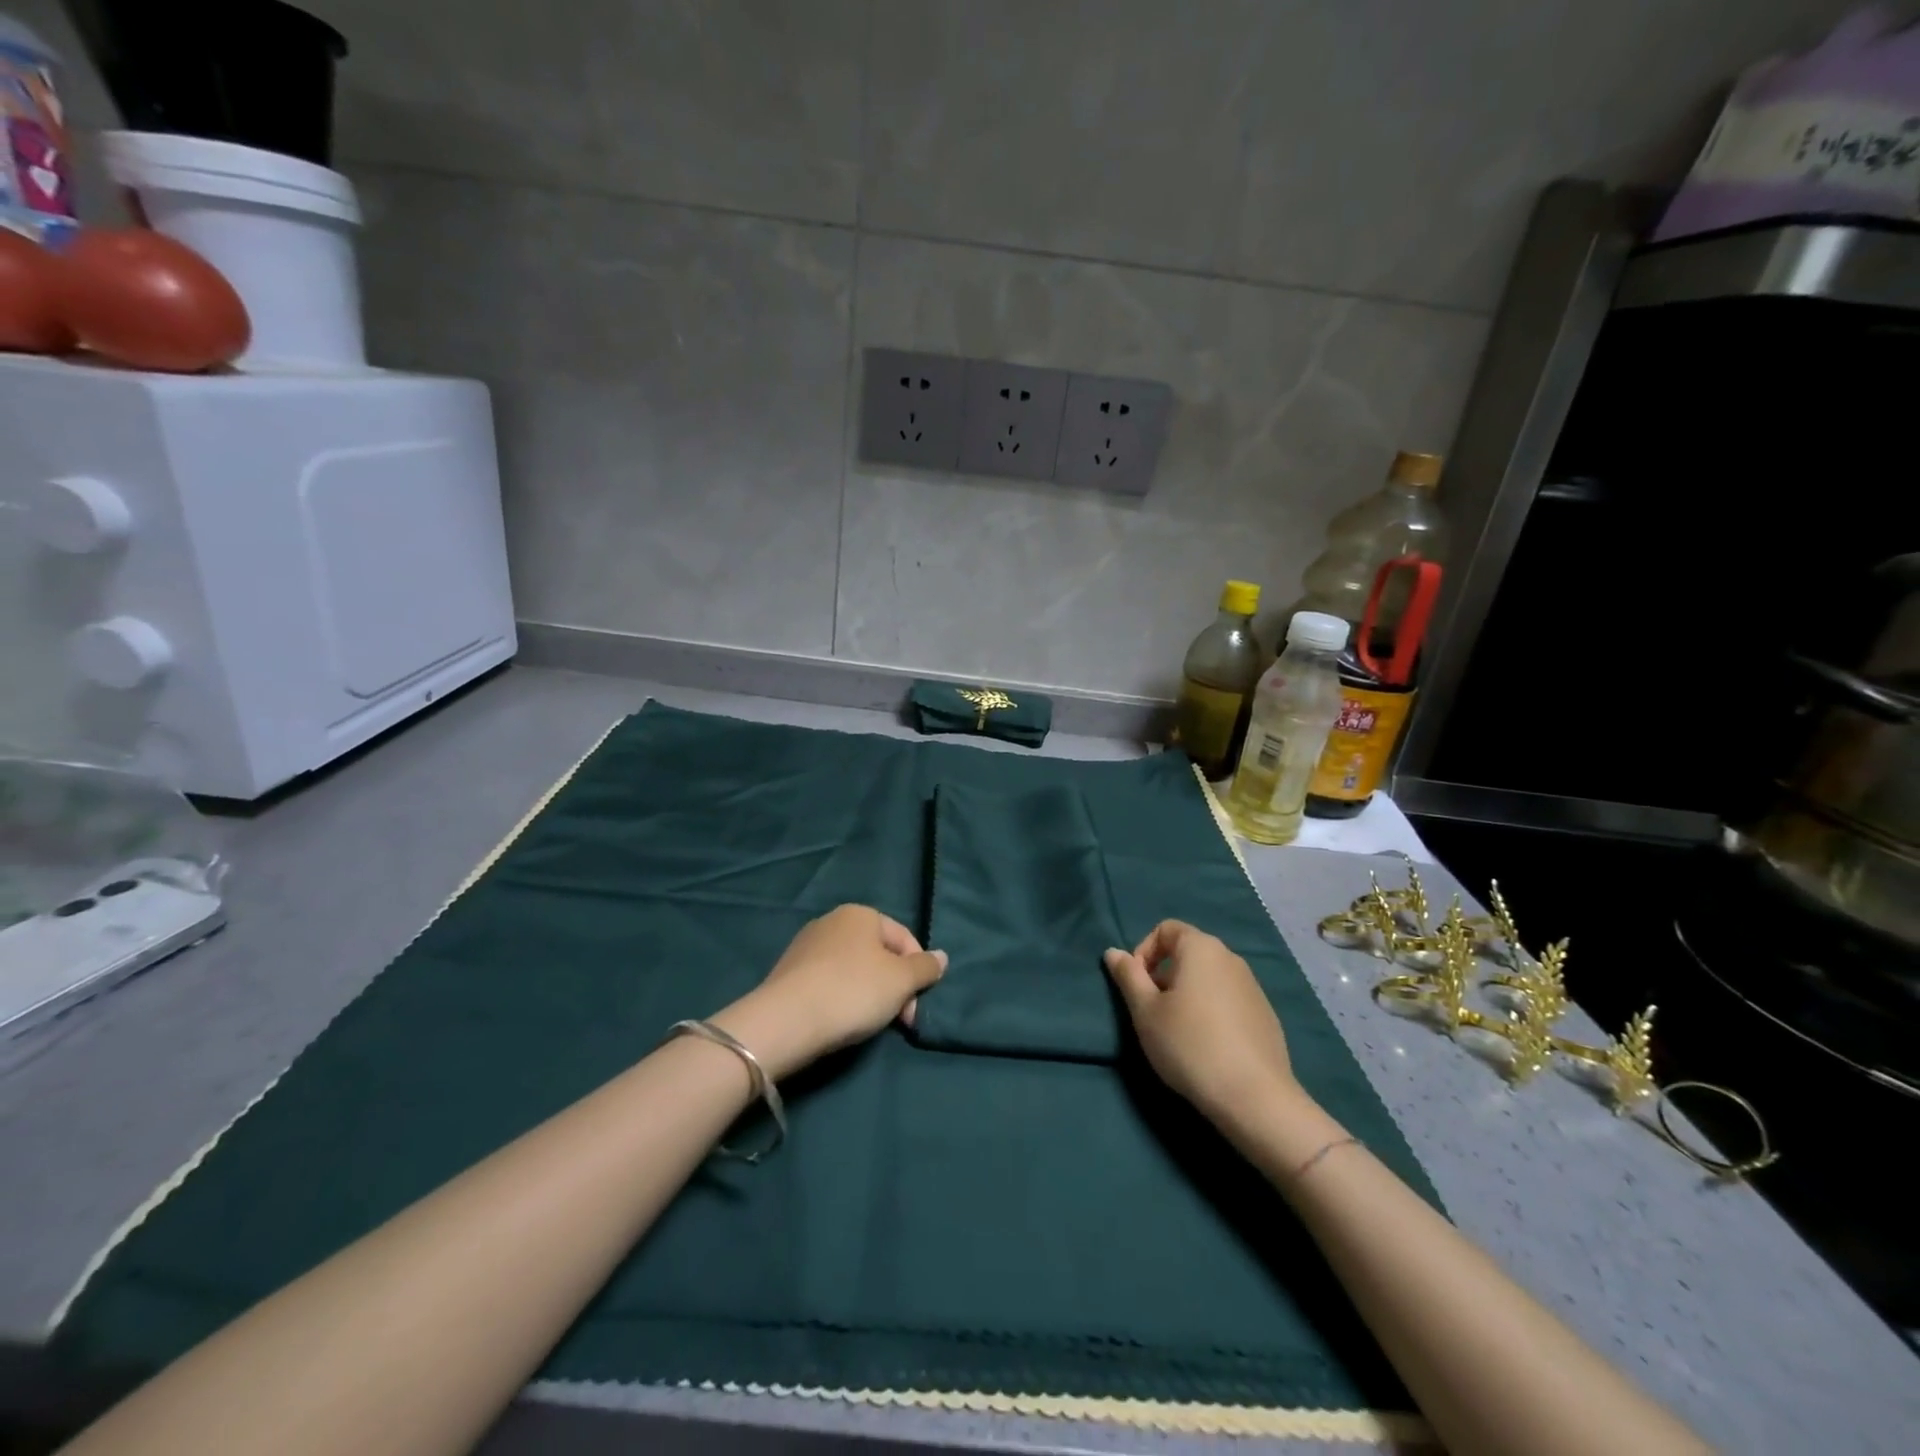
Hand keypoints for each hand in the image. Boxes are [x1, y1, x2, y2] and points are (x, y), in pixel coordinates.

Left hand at [713, 905, 945, 1079]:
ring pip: (853, 969)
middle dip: (893, 986)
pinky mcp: (787, 971)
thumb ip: (925, 968)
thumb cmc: (853, 991)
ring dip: (868, 994)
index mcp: (861, 913)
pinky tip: (839, 1020)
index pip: (904, 939)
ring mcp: (806, 945)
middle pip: (878, 954)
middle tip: (897, 1021)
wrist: (786, 1020)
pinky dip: (840, 998)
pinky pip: (827, 981)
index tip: (915, 1009)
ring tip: (867, 1023)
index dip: (918, 973)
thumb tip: (941, 957)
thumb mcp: (901, 981)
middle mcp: (832, 920)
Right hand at [1104, 920, 1297, 1124]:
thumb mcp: (1145, 1011)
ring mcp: (1253, 986)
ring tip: (1179, 1031)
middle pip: (1188, 952)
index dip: (1144, 951)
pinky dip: (1212, 1011)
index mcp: (1201, 948)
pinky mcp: (1266, 1015)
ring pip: (1208, 978)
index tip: (1137, 986)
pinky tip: (1209, 1046)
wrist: (1254, 1096)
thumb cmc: (1189, 1044)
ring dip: (1187, 994)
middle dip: (1164, 975)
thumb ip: (1128, 976)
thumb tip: (1114, 952)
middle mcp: (1230, 958)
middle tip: (1154, 1012)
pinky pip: (1229, 1000)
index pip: (1165, 929)